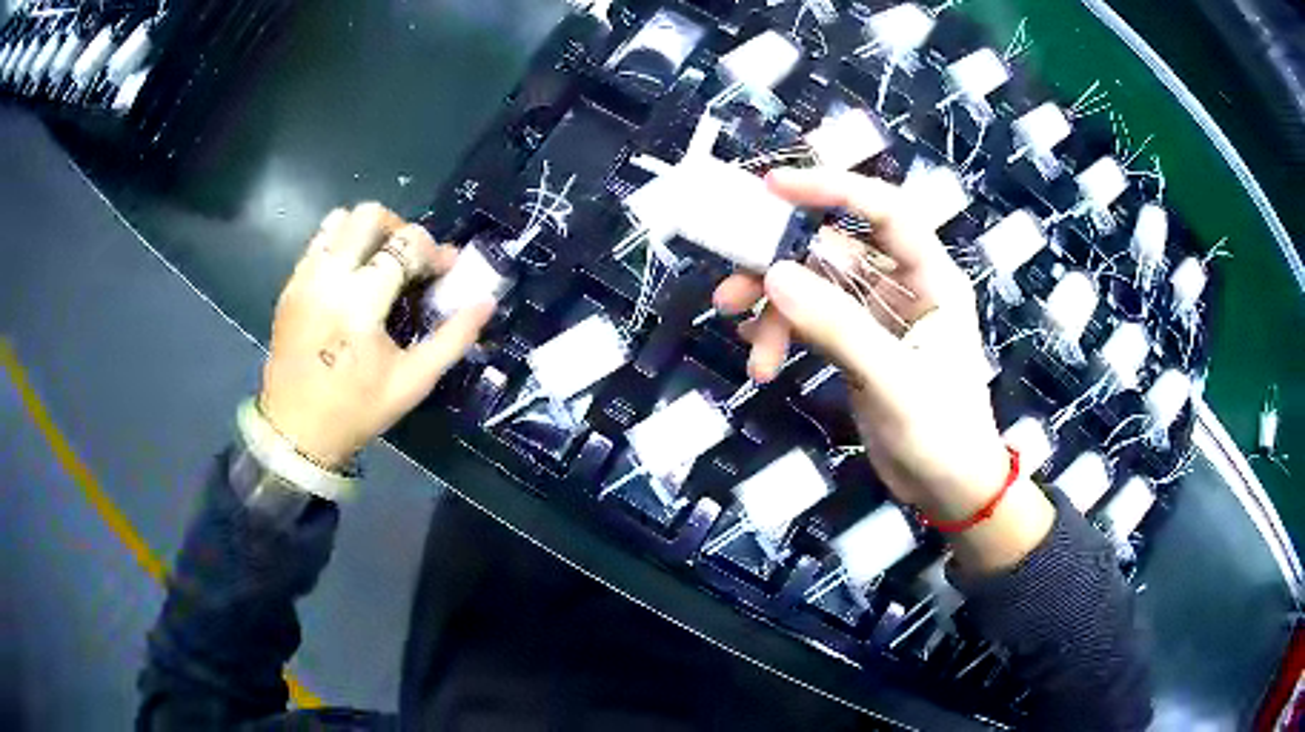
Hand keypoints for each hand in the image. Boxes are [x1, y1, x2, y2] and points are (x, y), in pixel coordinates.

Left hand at [259, 203, 494, 468]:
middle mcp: (328, 278)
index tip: (445, 270)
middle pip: (369, 215)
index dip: (434, 250)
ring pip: (340, 220)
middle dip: (399, 228)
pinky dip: (341, 245)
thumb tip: (487, 302)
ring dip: (367, 232)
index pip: (406, 244)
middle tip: (410, 259)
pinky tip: (351, 278)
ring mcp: (304, 278)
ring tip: (379, 263)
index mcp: (360, 303)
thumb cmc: (357, 410)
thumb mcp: (413, 382)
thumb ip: (453, 338)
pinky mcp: (290, 285)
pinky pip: (318, 241)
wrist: (295, 432)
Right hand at [715, 169, 1053, 570]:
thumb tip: (775, 275)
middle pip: (835, 249)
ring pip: (816, 288)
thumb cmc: (943, 434)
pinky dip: (785, 332)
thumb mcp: (893, 380)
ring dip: (776, 310)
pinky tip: (761, 356)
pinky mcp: (858, 344)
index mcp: (931, 279)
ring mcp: (878, 316)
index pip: (884, 211)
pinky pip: (813, 321)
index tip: (773, 188)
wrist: (949, 490)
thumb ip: (838, 326)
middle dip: (782, 264)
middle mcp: (904, 286)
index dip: (832, 189)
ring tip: (746, 345)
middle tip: (732, 287)